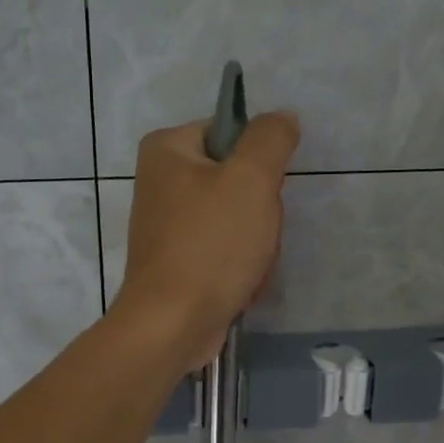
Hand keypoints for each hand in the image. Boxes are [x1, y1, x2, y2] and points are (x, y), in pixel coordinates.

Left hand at [117, 111, 300, 371]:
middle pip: (237, 179)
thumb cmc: (210, 246)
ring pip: (238, 219)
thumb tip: (282, 118)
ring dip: (256, 244)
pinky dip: (240, 267)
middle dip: (259, 212)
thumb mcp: (250, 179)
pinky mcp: (179, 261)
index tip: (263, 191)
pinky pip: (225, 251)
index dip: (258, 161)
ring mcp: (169, 225)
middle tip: (257, 234)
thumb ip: (271, 139)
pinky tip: (240, 285)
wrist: (173, 325)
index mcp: (167, 149)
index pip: (231, 132)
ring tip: (249, 266)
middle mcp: (161, 181)